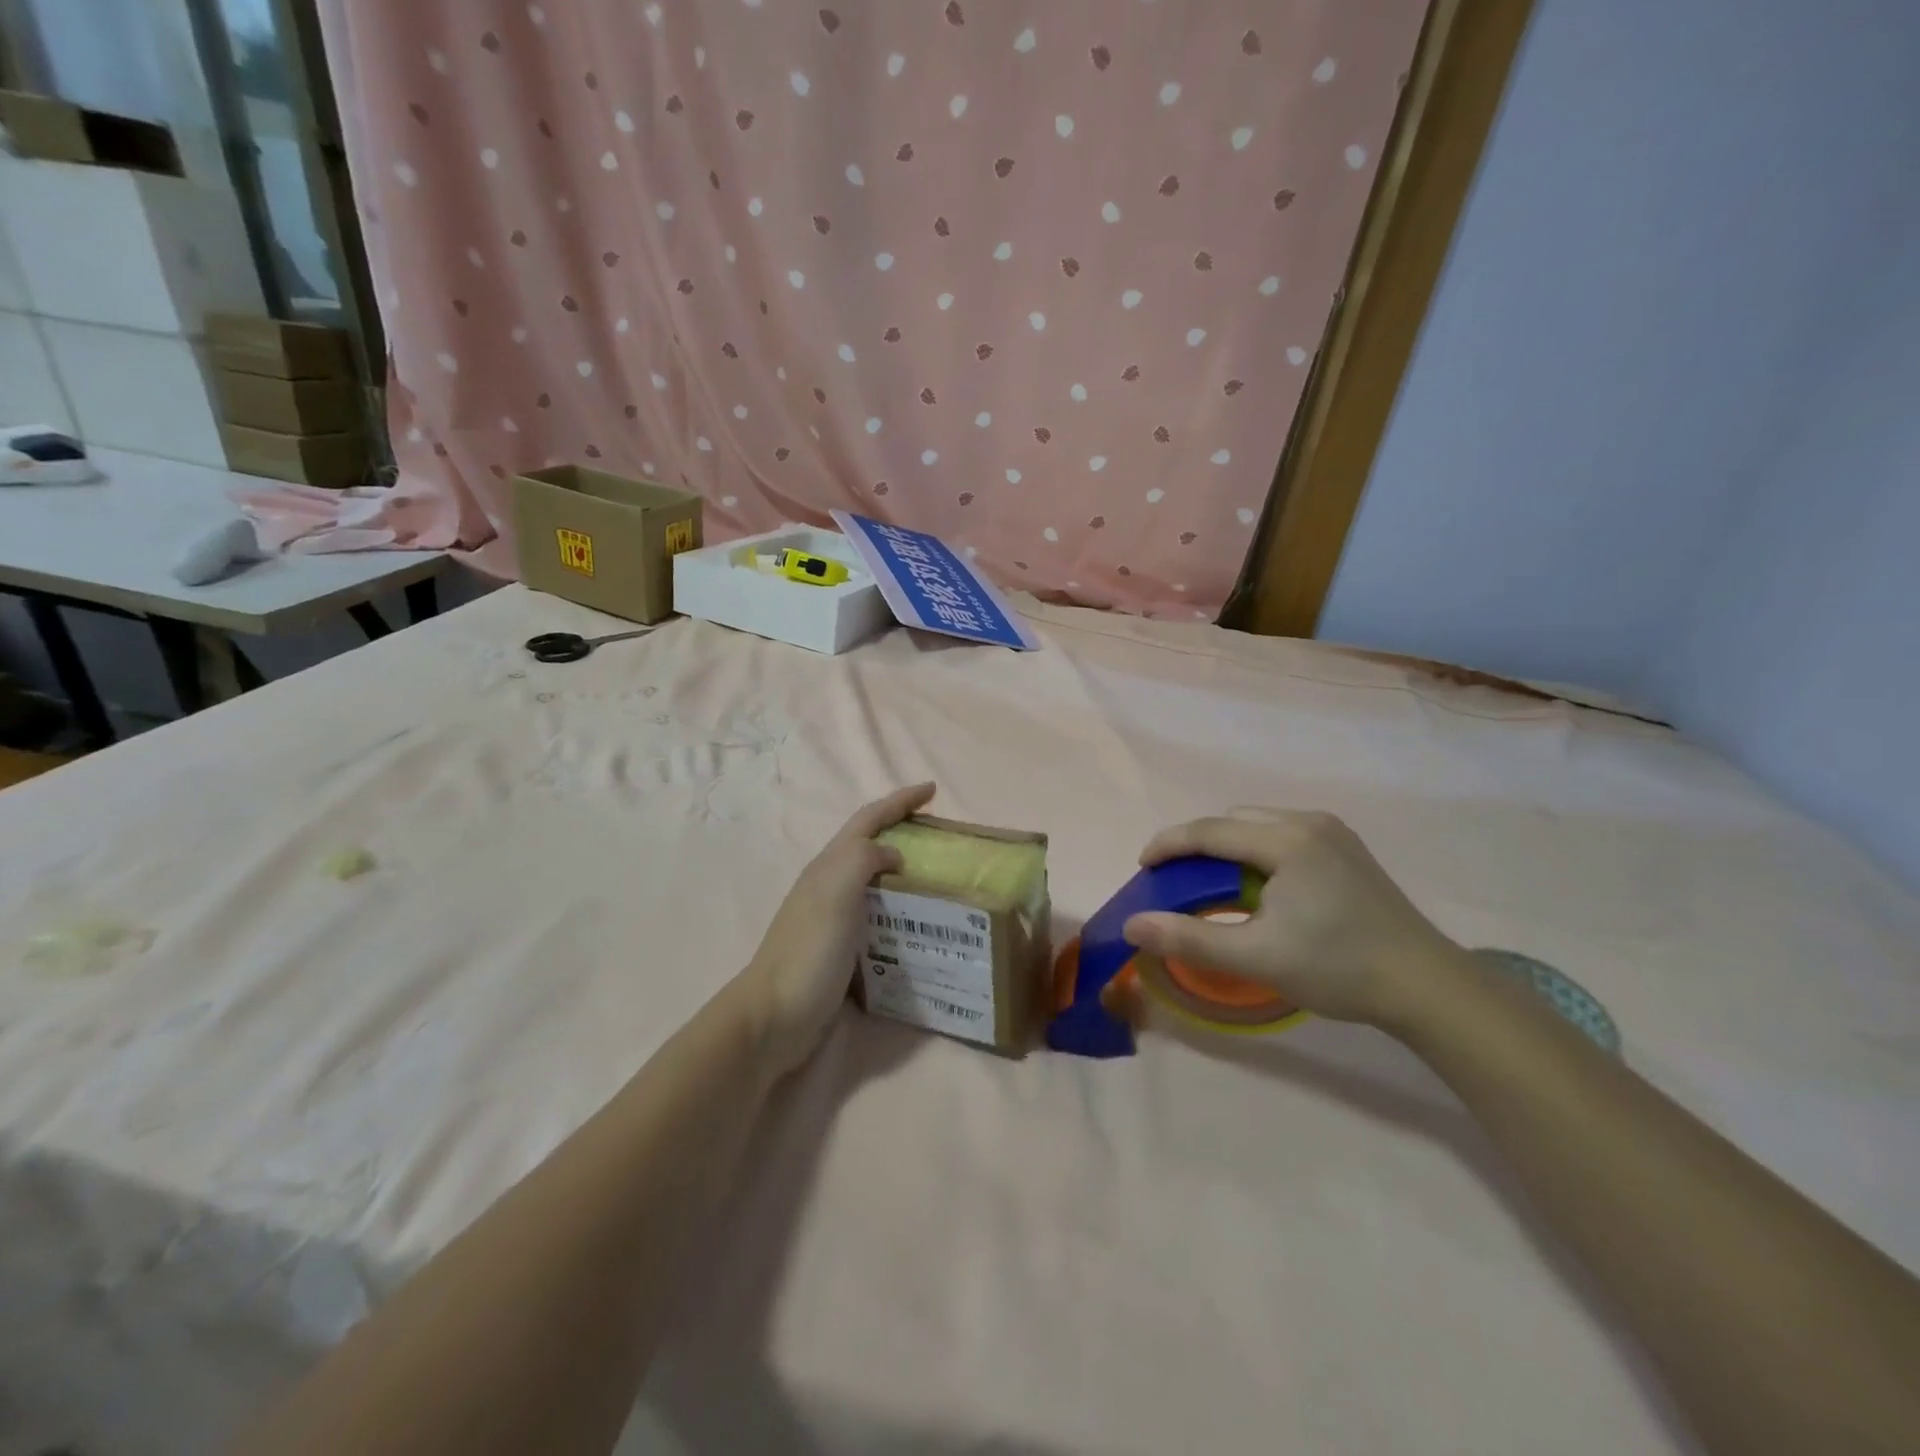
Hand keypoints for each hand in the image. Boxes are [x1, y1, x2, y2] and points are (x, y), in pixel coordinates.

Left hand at [734, 782, 936, 1076]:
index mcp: (829, 866)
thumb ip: (862, 861)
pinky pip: (876, 913)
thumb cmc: (808, 952)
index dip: (899, 801)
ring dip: (902, 869)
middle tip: (939, 834)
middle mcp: (829, 884)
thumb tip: (893, 854)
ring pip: (873, 879)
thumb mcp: (835, 894)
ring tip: (937, 876)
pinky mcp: (840, 947)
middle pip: (868, 844)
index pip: (869, 820)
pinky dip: (899, 908)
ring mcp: (832, 917)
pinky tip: (917, 922)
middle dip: (901, 829)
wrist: (773, 1018)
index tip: (931, 790)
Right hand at [1122, 810, 1472, 1031]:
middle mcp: (1309, 822)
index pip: (1210, 830)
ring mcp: (1333, 833)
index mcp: (1286, 840)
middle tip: (1177, 883)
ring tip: (1214, 887)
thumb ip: (1188, 938)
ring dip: (1228, 849)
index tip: (1142, 868)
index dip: (1168, 845)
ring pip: (1259, 826)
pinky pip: (1283, 836)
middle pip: (1233, 821)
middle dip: (1197, 846)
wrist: (1427, 987)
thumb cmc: (1338, 968)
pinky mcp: (1347, 849)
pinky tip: (1260, 888)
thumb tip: (1132, 925)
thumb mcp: (1256, 957)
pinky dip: (1256, 853)